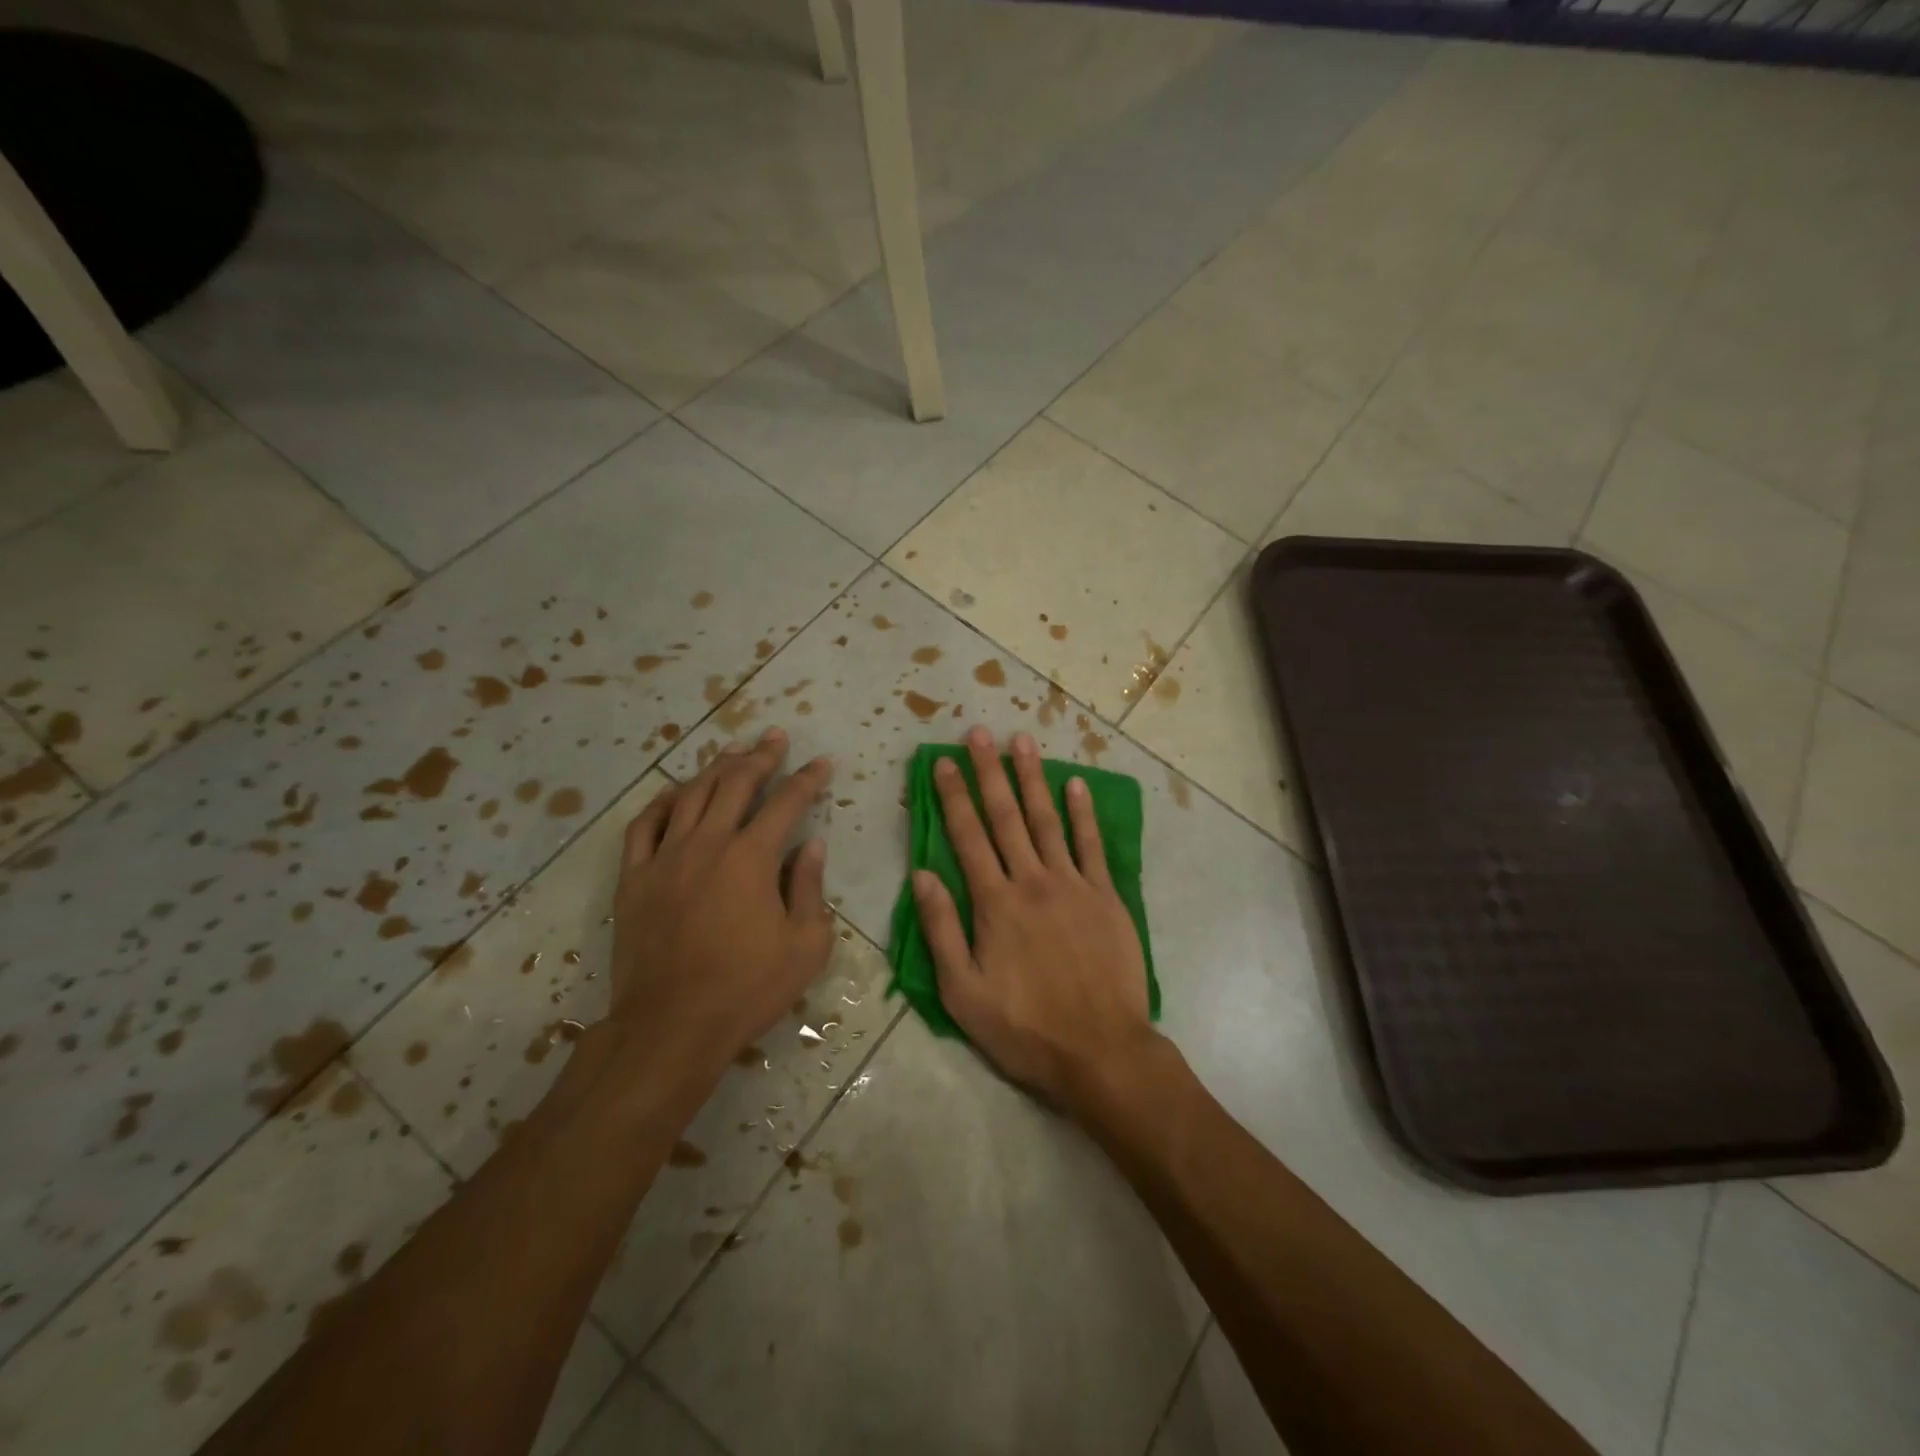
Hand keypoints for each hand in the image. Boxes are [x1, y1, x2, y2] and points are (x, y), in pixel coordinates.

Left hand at [611, 726, 834, 1090]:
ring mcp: (665, 857)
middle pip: (735, 784)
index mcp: (752, 858)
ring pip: (691, 794)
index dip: (807, 779)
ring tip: (733, 752)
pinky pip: (645, 824)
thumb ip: (809, 887)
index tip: (821, 763)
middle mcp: (708, 843)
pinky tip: (676, 792)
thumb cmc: (747, 988)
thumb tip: (813, 845)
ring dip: (716, 768)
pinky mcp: (634, 877)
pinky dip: (663, 801)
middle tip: (775, 738)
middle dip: (760, 756)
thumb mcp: (805, 945)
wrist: (671, 1026)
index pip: (786, 803)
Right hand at [913, 726, 1157, 1112]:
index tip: (942, 761)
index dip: (953, 795)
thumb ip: (941, 930)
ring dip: (1033, 779)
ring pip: (1047, 820)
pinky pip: (1091, 846)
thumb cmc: (1024, 1028)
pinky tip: (1075, 786)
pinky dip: (1083, 814)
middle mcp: (1032, 881)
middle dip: (989, 772)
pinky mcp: (1106, 897)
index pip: (967, 836)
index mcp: (994, 903)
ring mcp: (1073, 885)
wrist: (1100, 1051)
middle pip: (1006, 816)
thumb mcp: (963, 992)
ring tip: (1022, 742)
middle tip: (978, 734)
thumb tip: (921, 874)